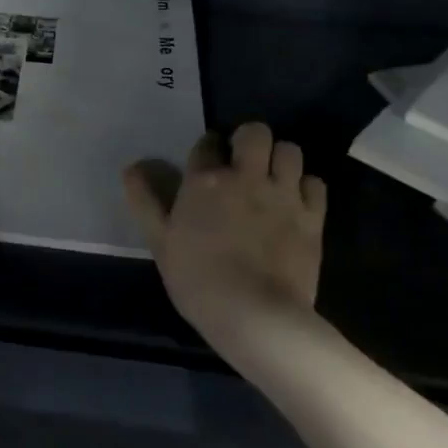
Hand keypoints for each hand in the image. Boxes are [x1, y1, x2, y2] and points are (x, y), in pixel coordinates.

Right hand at [123, 123, 326, 347]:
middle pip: (256, 132)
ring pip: (289, 151)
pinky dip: (305, 188)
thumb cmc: (197, 279)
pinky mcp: (312, 217)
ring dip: (280, 160)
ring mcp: (283, 194)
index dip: (208, 149)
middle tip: (244, 164)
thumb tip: (132, 167)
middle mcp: (246, 176)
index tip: (207, 165)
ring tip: (272, 180)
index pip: (207, 143)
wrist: (254, 315)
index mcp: (206, 180)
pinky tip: (295, 203)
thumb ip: (145, 201)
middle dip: (250, 140)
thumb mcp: (160, 241)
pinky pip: (315, 183)